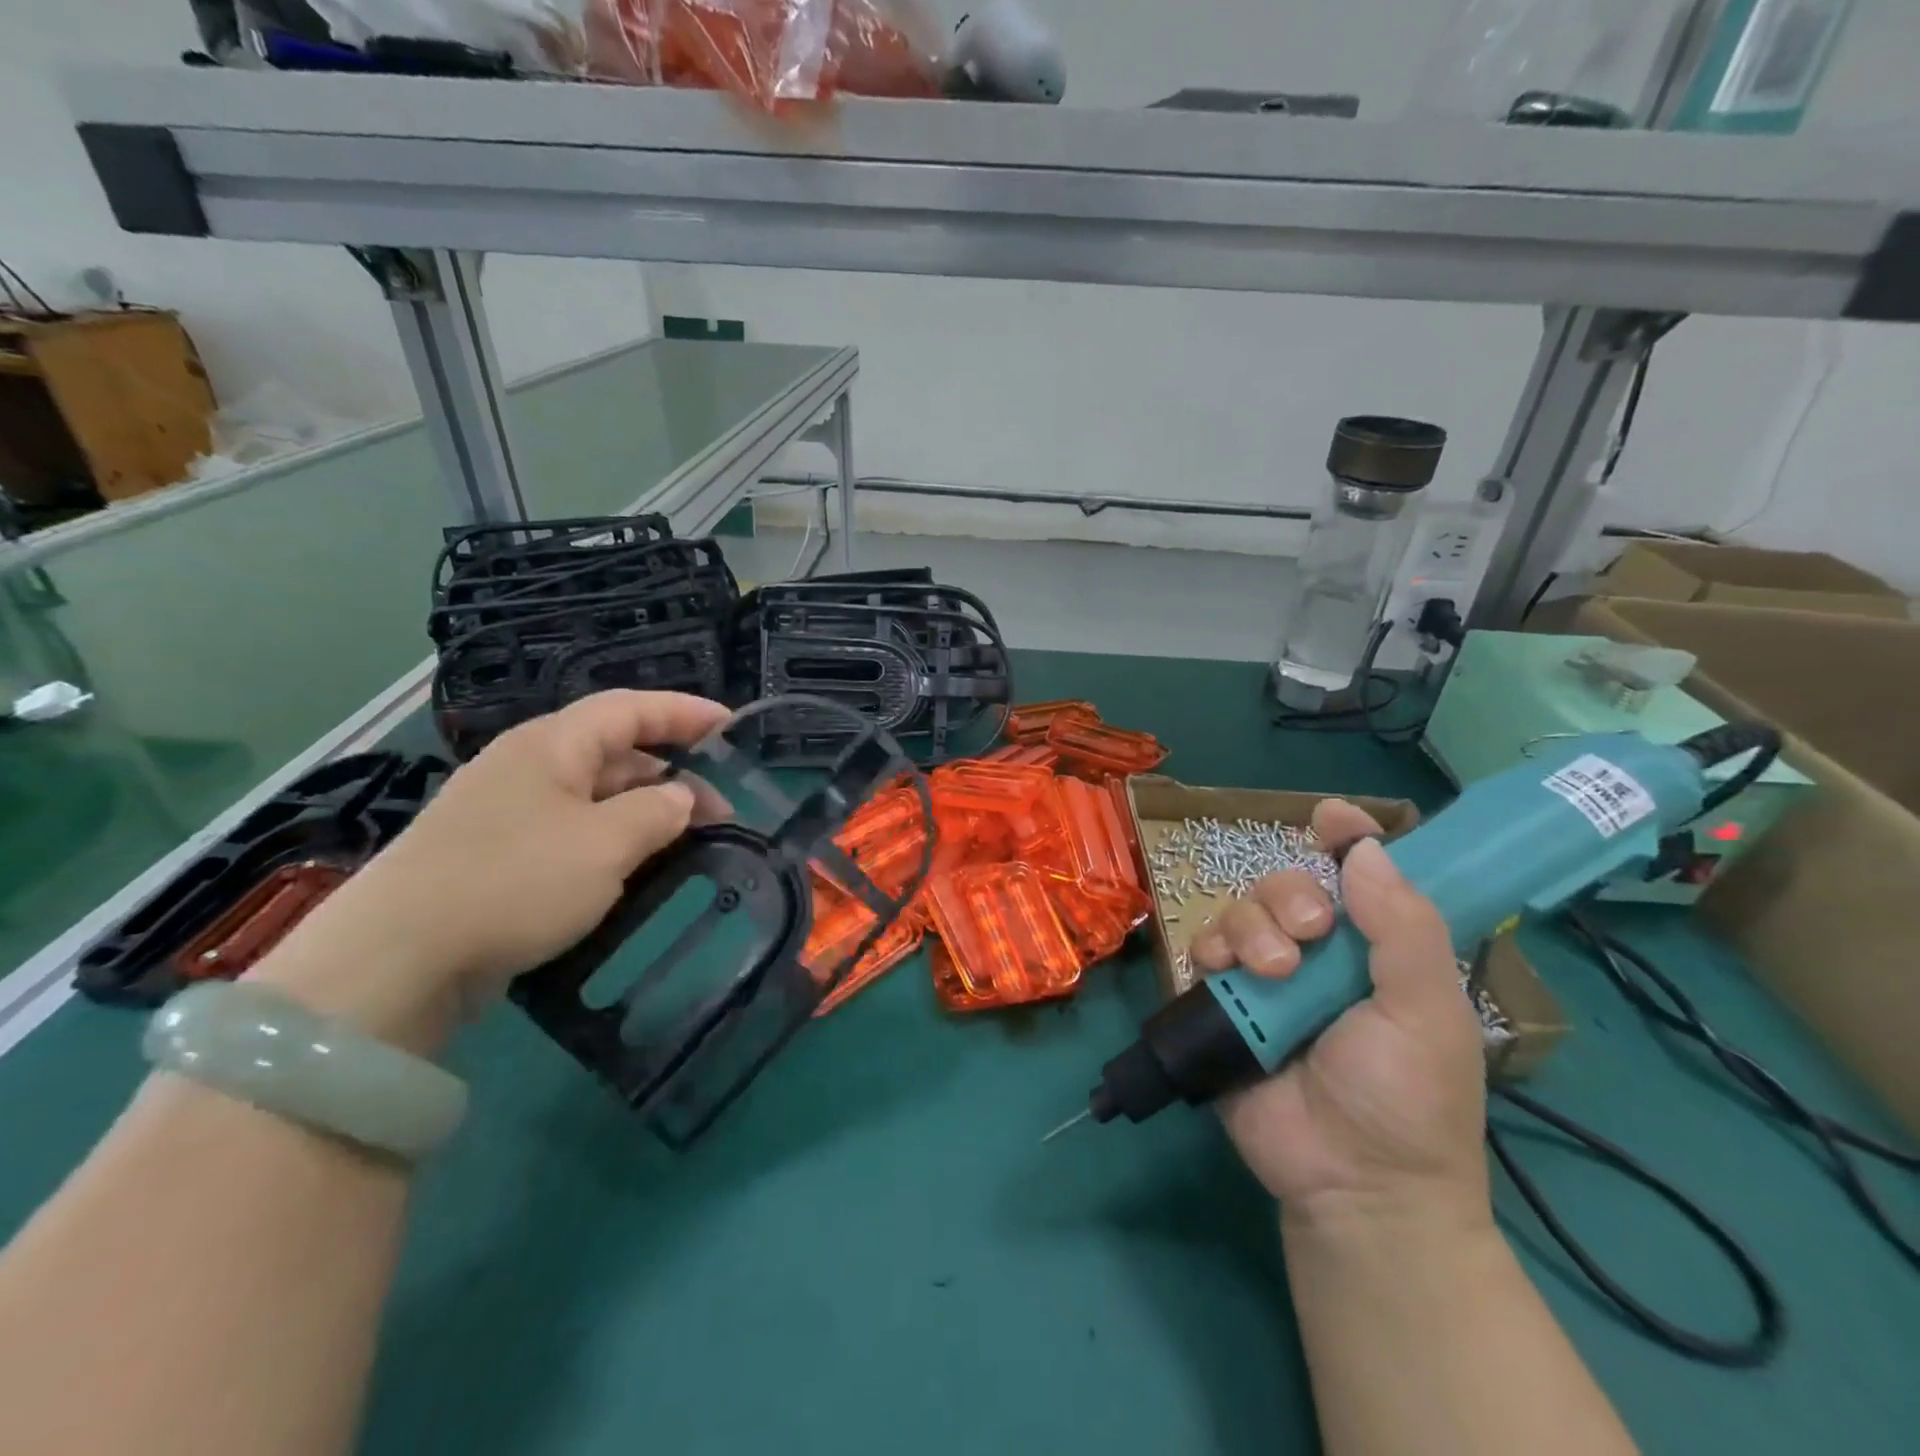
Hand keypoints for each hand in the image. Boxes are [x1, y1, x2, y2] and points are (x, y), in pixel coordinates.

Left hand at [250, 691, 730, 1050]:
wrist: (397, 958)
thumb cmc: (515, 881)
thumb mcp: (606, 843)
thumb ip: (658, 812)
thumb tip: (681, 798)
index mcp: (552, 745)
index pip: (631, 708)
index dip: (685, 712)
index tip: (733, 726)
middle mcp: (528, 766)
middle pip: (616, 752)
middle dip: (674, 775)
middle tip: (720, 814)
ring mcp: (508, 812)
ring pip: (595, 797)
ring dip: (645, 814)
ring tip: (686, 847)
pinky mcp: (496, 855)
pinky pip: (572, 832)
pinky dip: (612, 843)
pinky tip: (632, 873)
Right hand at [1188, 800, 1488, 1235]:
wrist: (1353, 1185)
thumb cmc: (1409, 1098)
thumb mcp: (1427, 1012)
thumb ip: (1403, 928)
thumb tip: (1367, 848)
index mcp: (1378, 949)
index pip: (1361, 874)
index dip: (1348, 838)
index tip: (1331, 818)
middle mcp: (1321, 953)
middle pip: (1288, 884)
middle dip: (1291, 896)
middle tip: (1308, 934)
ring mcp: (1268, 976)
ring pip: (1242, 910)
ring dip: (1252, 928)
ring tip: (1274, 973)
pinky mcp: (1224, 1002)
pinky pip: (1204, 949)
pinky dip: (1211, 949)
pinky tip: (1226, 974)